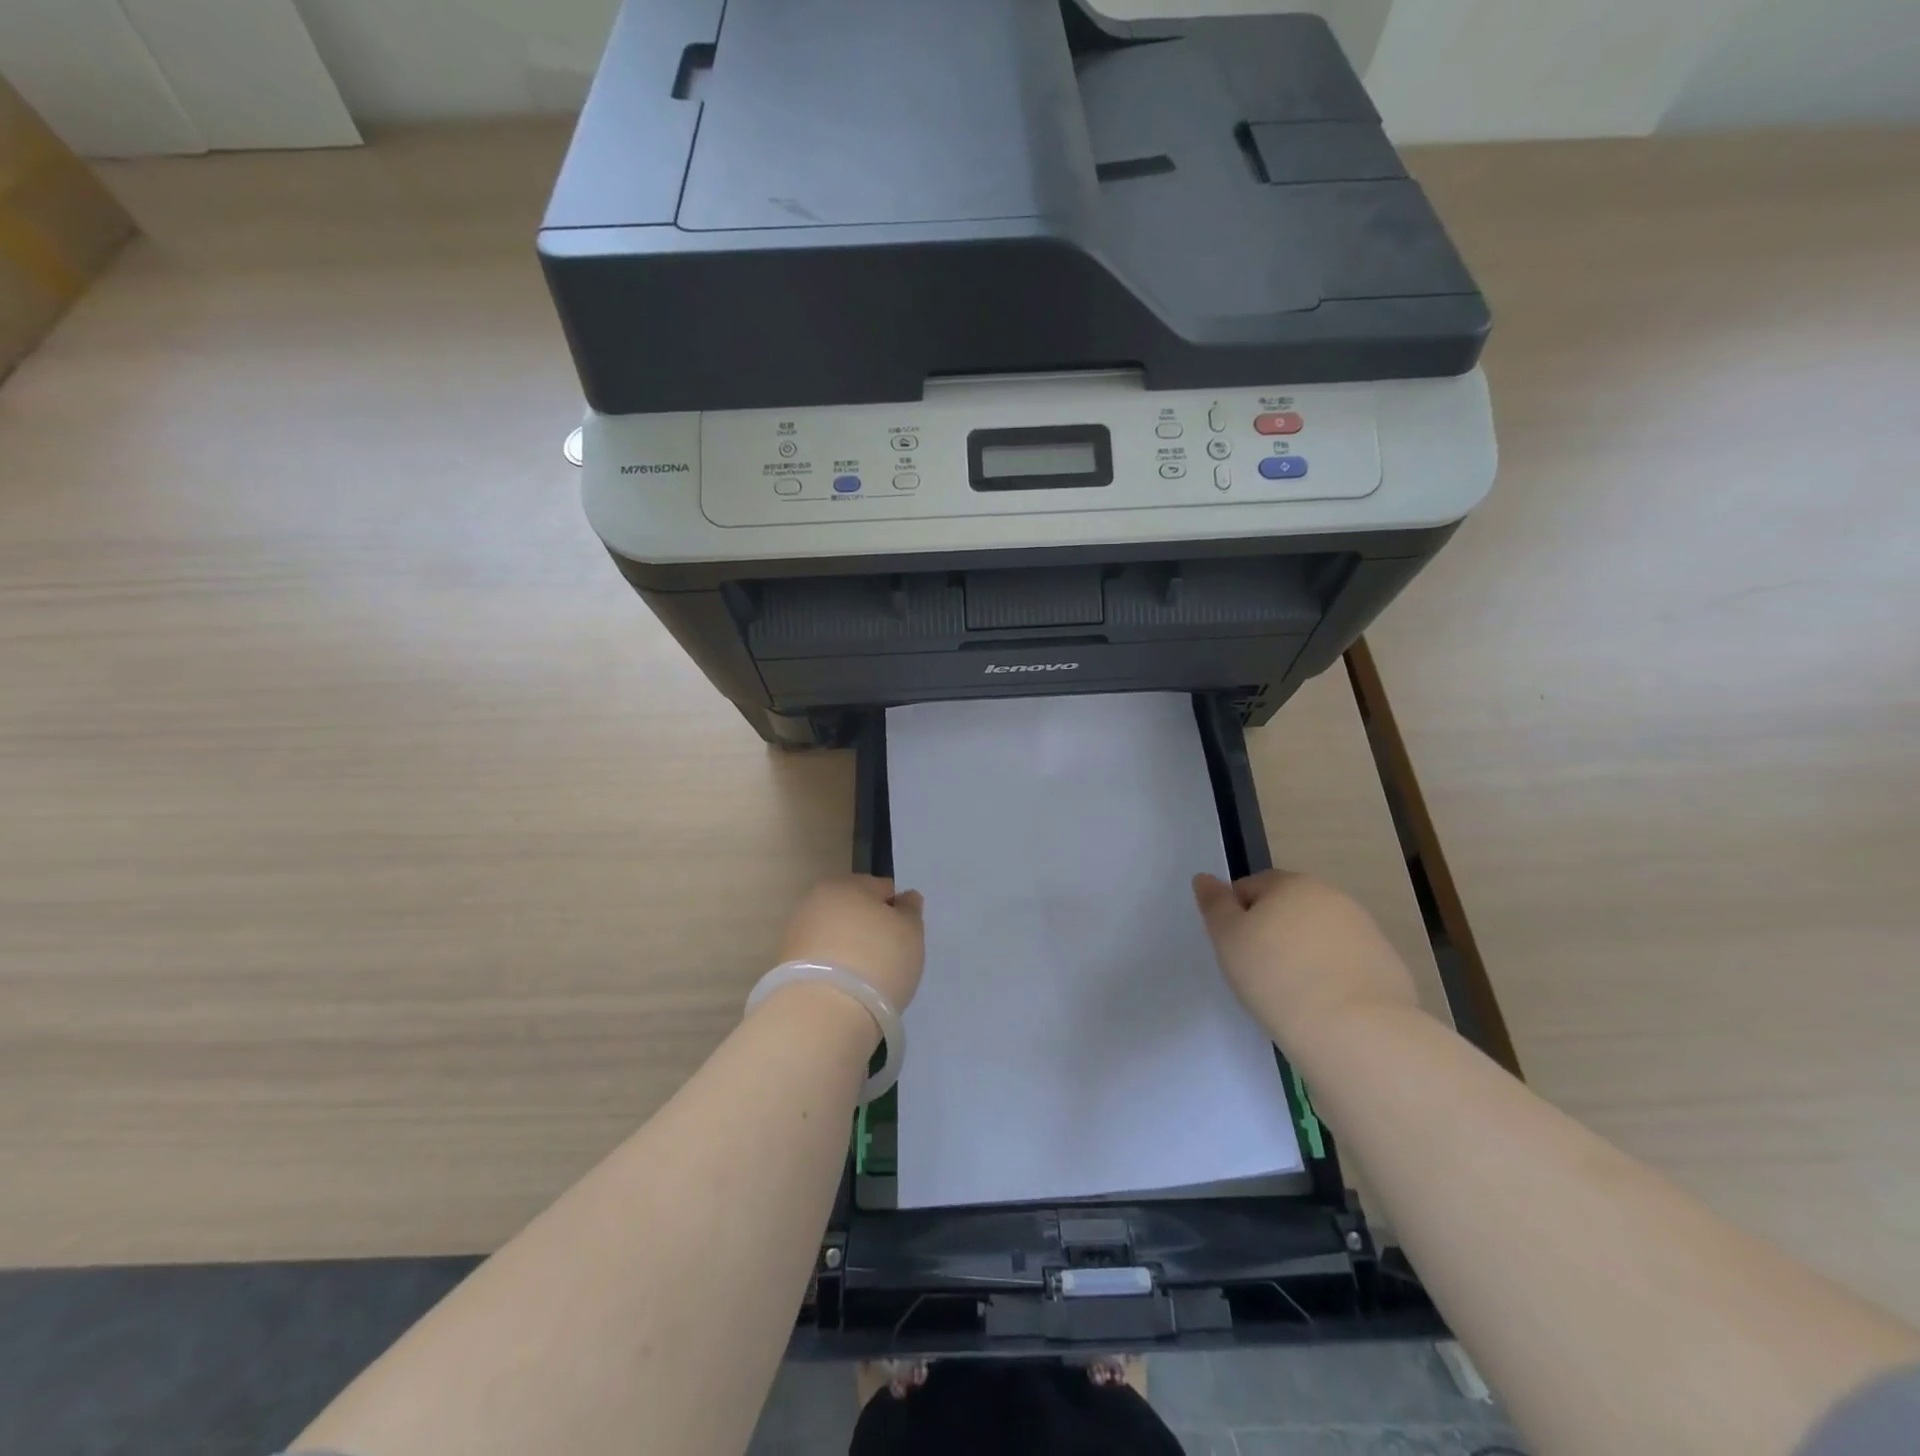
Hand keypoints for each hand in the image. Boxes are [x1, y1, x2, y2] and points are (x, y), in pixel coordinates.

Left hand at [779, 875, 925, 1011]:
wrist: (824, 1013)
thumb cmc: (877, 961)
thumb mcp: (910, 933)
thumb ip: (910, 911)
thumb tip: (904, 898)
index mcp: (846, 884)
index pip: (881, 889)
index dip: (897, 912)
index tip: (904, 938)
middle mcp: (816, 901)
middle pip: (854, 911)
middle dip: (870, 929)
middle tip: (888, 959)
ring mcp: (797, 934)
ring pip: (836, 937)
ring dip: (850, 950)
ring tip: (866, 980)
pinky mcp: (786, 967)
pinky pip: (822, 961)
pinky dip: (834, 970)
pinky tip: (846, 991)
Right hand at [1193, 870, 1417, 1045]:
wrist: (1355, 1031)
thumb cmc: (1276, 977)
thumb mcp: (1228, 939)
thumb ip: (1214, 904)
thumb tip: (1205, 878)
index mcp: (1292, 884)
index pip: (1251, 887)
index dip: (1237, 916)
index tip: (1235, 950)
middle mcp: (1332, 898)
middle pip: (1289, 908)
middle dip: (1273, 932)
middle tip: (1258, 971)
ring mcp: (1366, 931)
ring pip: (1319, 936)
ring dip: (1304, 954)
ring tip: (1292, 993)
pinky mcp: (1387, 967)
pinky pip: (1346, 965)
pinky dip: (1333, 977)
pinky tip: (1324, 1006)